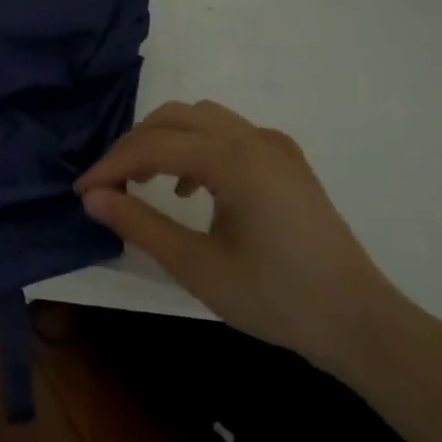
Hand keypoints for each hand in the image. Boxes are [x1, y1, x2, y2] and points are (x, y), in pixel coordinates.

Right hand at [76, 101, 406, 369]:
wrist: (359, 323)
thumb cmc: (276, 299)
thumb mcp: (197, 267)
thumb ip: (140, 224)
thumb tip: (92, 197)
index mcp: (236, 161)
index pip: (155, 146)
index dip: (112, 166)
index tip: (82, 192)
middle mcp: (255, 139)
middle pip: (175, 117)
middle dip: (134, 145)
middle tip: (109, 185)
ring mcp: (275, 146)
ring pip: (201, 118)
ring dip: (163, 140)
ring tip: (142, 181)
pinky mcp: (286, 161)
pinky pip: (226, 133)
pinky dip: (194, 147)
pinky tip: (189, 189)